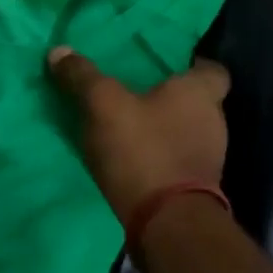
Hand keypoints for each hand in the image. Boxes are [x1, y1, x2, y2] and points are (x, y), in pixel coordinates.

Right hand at [47, 48, 229, 223]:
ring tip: (128, 127)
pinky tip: (133, 159)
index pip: (211, 68)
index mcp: (200, 93)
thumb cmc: (142, 150)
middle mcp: (214, 121)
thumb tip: (58, 50)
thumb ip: (82, 77)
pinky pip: (177, 159)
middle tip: (136, 94)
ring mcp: (209, 158)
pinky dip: (160, 156)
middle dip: (169, 98)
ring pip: (186, 131)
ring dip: (163, 129)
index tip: (164, 66)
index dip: (190, 65)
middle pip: (196, 101)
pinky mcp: (196, 187)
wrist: (166, 222)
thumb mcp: (102, 105)